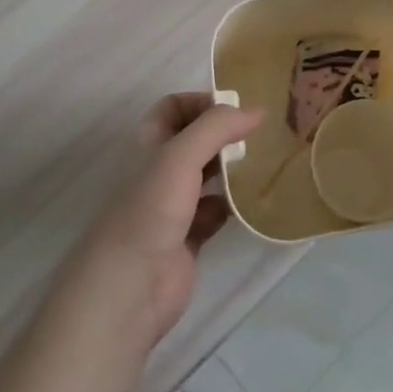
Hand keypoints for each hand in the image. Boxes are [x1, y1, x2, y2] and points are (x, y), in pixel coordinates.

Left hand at [63, 92, 262, 347]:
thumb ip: (218, 127)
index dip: (201, 102)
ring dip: (231, 168)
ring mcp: (172, 206)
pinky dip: (232, 205)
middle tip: (258, 133)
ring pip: (206, 176)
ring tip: (264, 161)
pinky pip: (215, 212)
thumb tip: (257, 110)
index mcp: (147, 145)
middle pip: (193, 140)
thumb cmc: (149, 210)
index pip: (173, 108)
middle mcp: (158, 171)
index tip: (236, 108)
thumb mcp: (181, 155)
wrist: (128, 289)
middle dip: (223, 134)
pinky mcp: (187, 239)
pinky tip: (252, 202)